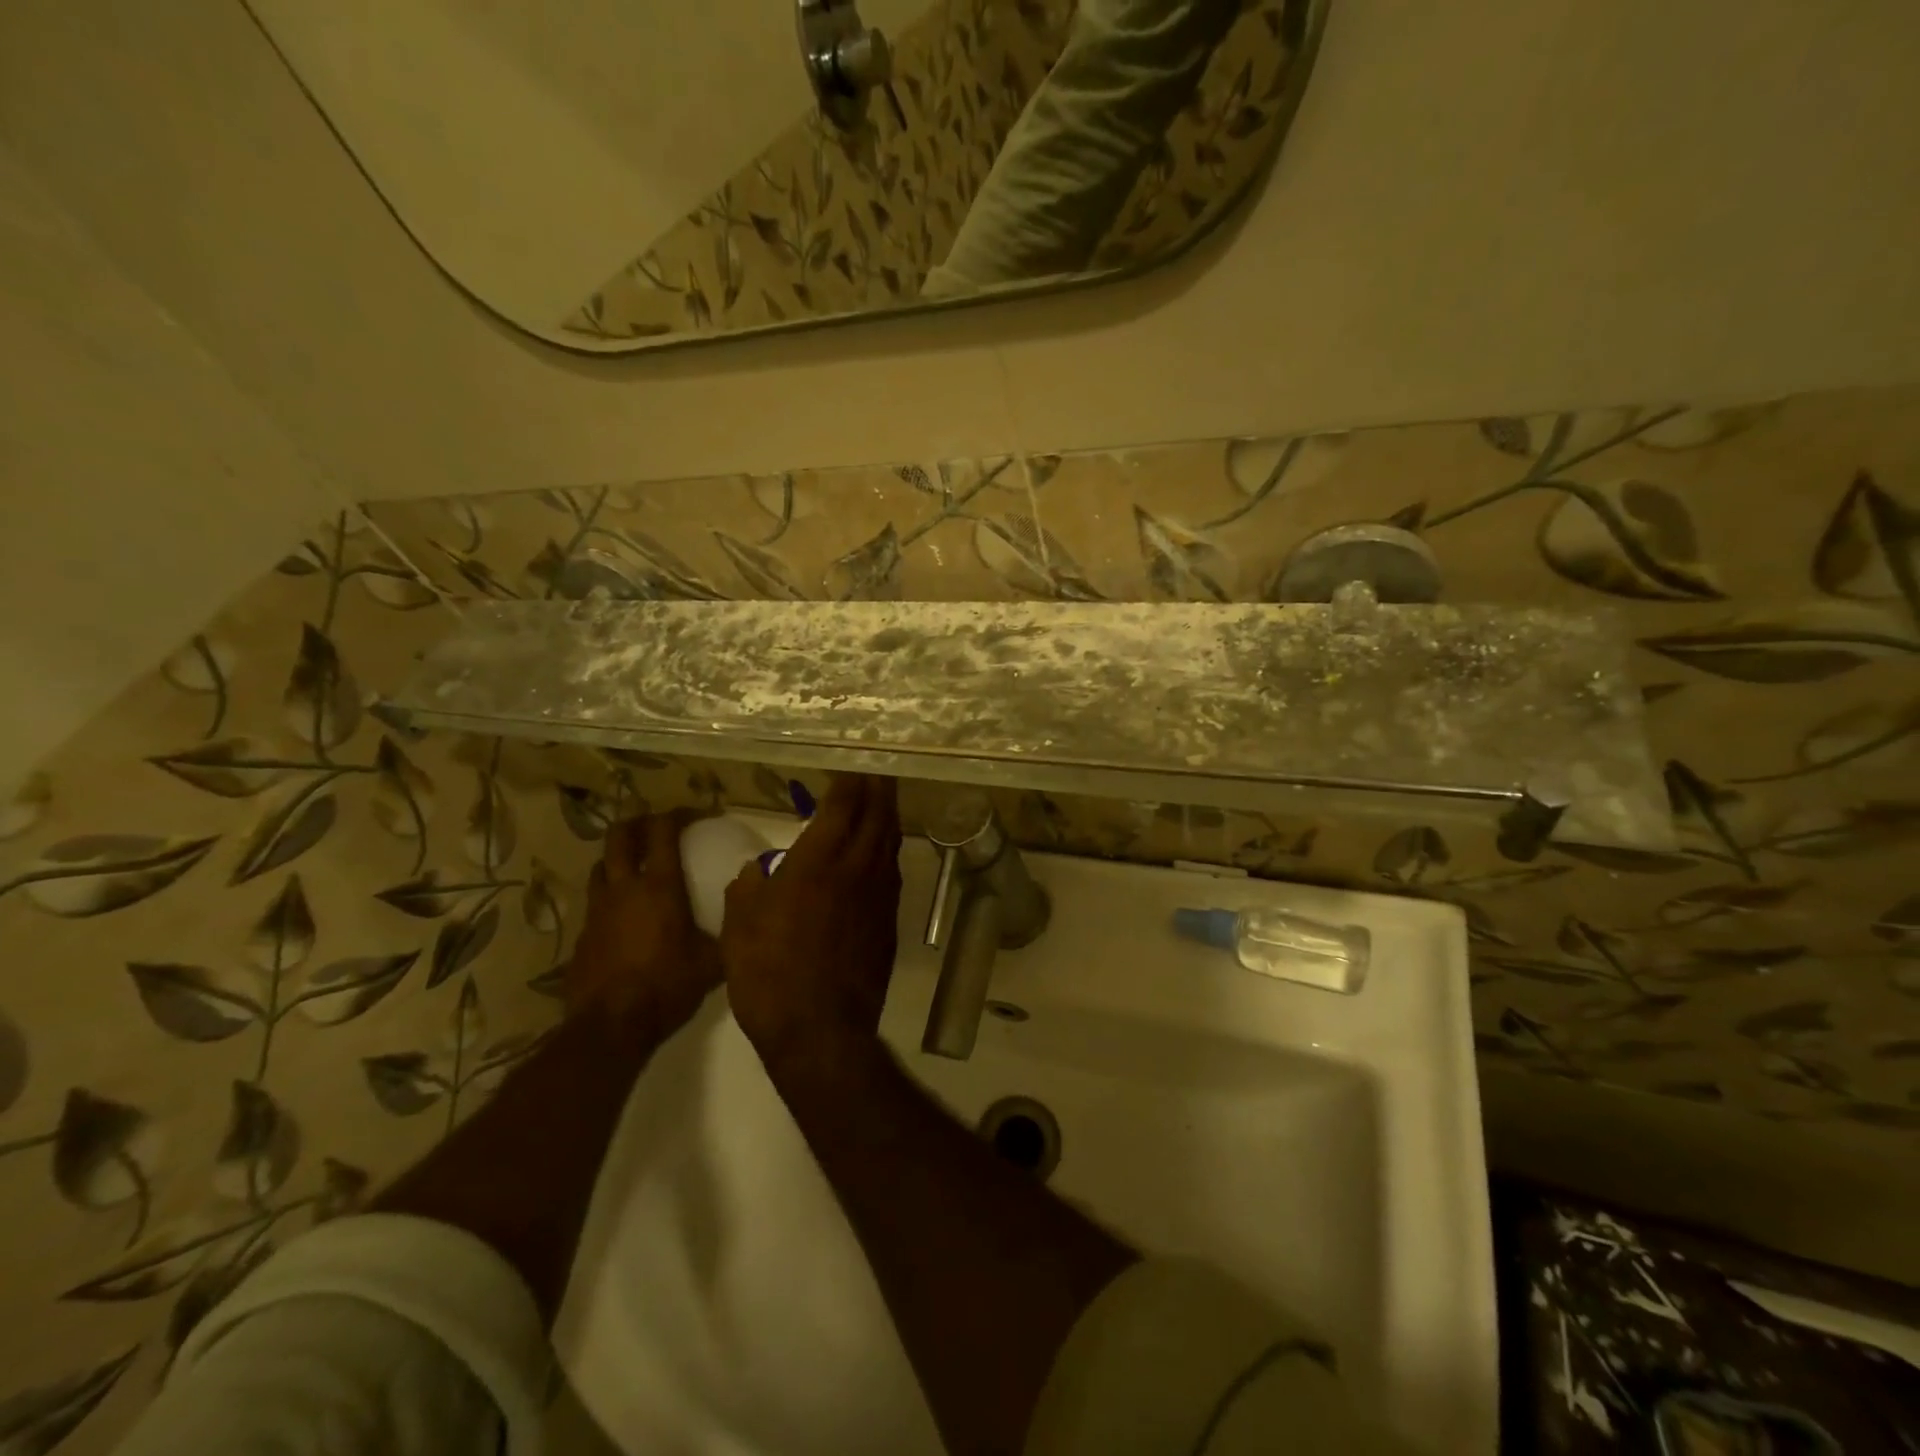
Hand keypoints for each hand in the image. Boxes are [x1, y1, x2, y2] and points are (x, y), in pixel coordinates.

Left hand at [567, 810, 722, 1047]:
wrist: (611, 1026)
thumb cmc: (668, 985)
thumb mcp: (713, 960)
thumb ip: (729, 930)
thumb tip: (745, 912)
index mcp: (659, 886)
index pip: (664, 831)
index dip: (679, 814)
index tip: (698, 814)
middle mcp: (623, 888)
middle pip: (620, 836)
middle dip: (639, 823)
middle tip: (658, 828)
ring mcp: (597, 911)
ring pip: (601, 866)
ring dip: (619, 858)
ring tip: (637, 869)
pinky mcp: (581, 936)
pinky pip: (595, 903)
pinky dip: (610, 897)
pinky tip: (625, 918)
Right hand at [721, 774, 902, 1065]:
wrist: (820, 1029)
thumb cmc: (769, 973)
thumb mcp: (740, 927)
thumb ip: (748, 890)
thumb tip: (755, 872)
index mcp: (818, 862)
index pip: (843, 806)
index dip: (851, 782)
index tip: (855, 764)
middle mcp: (856, 869)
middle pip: (877, 816)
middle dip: (880, 789)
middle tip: (880, 770)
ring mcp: (879, 895)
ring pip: (889, 843)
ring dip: (888, 817)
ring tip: (884, 802)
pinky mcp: (889, 921)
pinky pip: (892, 873)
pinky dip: (887, 852)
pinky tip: (880, 855)